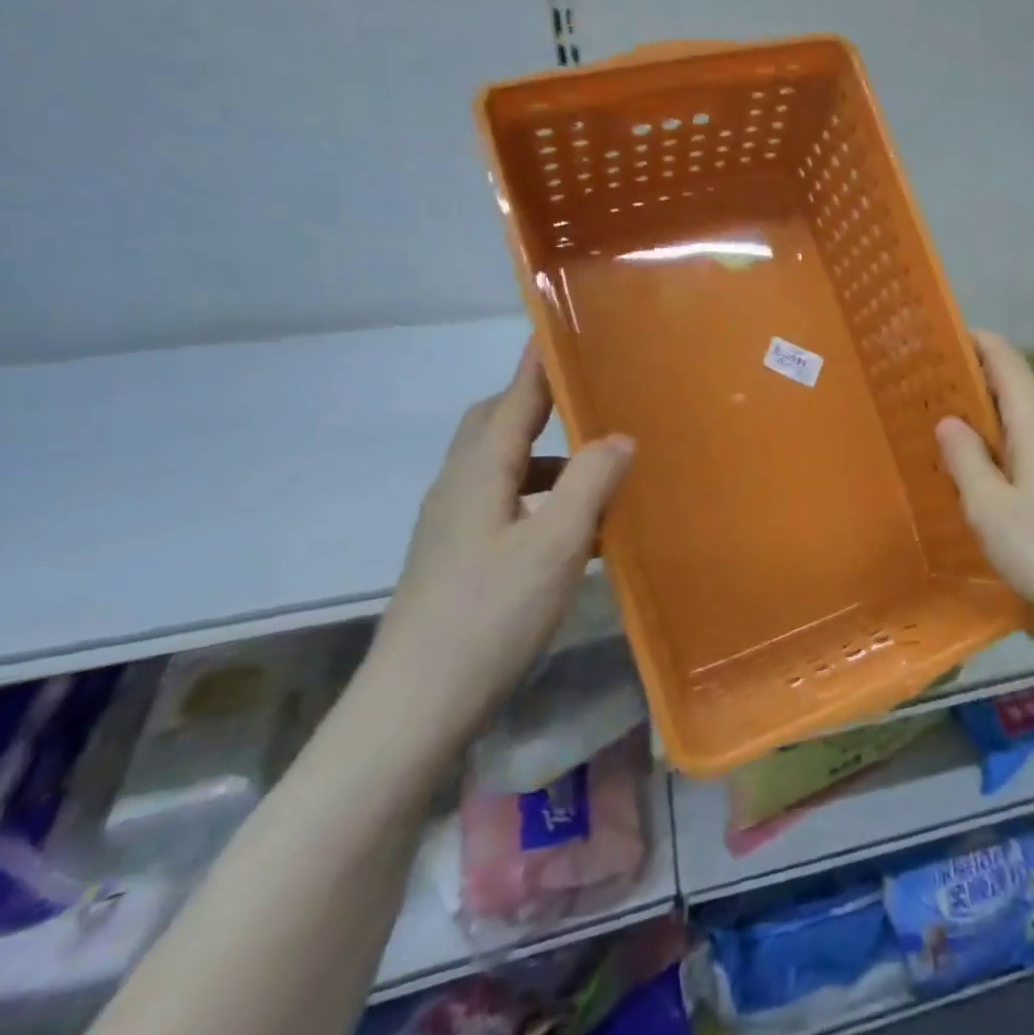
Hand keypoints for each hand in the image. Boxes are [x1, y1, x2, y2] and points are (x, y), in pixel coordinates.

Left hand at [358, 341, 633, 763]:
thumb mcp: (555, 545)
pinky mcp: (457, 559)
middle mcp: (458, 490)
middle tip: (583, 396)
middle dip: (534, 405)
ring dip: (543, 457)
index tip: (555, 331)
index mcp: (478, 475)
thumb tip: (618, 437)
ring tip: (593, 466)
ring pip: (499, 469)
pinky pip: (503, 505)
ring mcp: (452, 527)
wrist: (415, 703)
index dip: (536, 366)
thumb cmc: (489, 614)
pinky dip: (539, 498)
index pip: (511, 402)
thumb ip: (589, 484)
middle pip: (491, 427)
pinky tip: (573, 530)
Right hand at [936, 331, 1033, 642]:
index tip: (939, 343)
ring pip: (1033, 424)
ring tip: (963, 456)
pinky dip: (1020, 452)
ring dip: (998, 429)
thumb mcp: (988, 509)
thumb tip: (950, 421)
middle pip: (1017, 390)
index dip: (972, 342)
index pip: (1004, 357)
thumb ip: (965, 458)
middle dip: (976, 393)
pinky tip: (1005, 489)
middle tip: (933, 411)